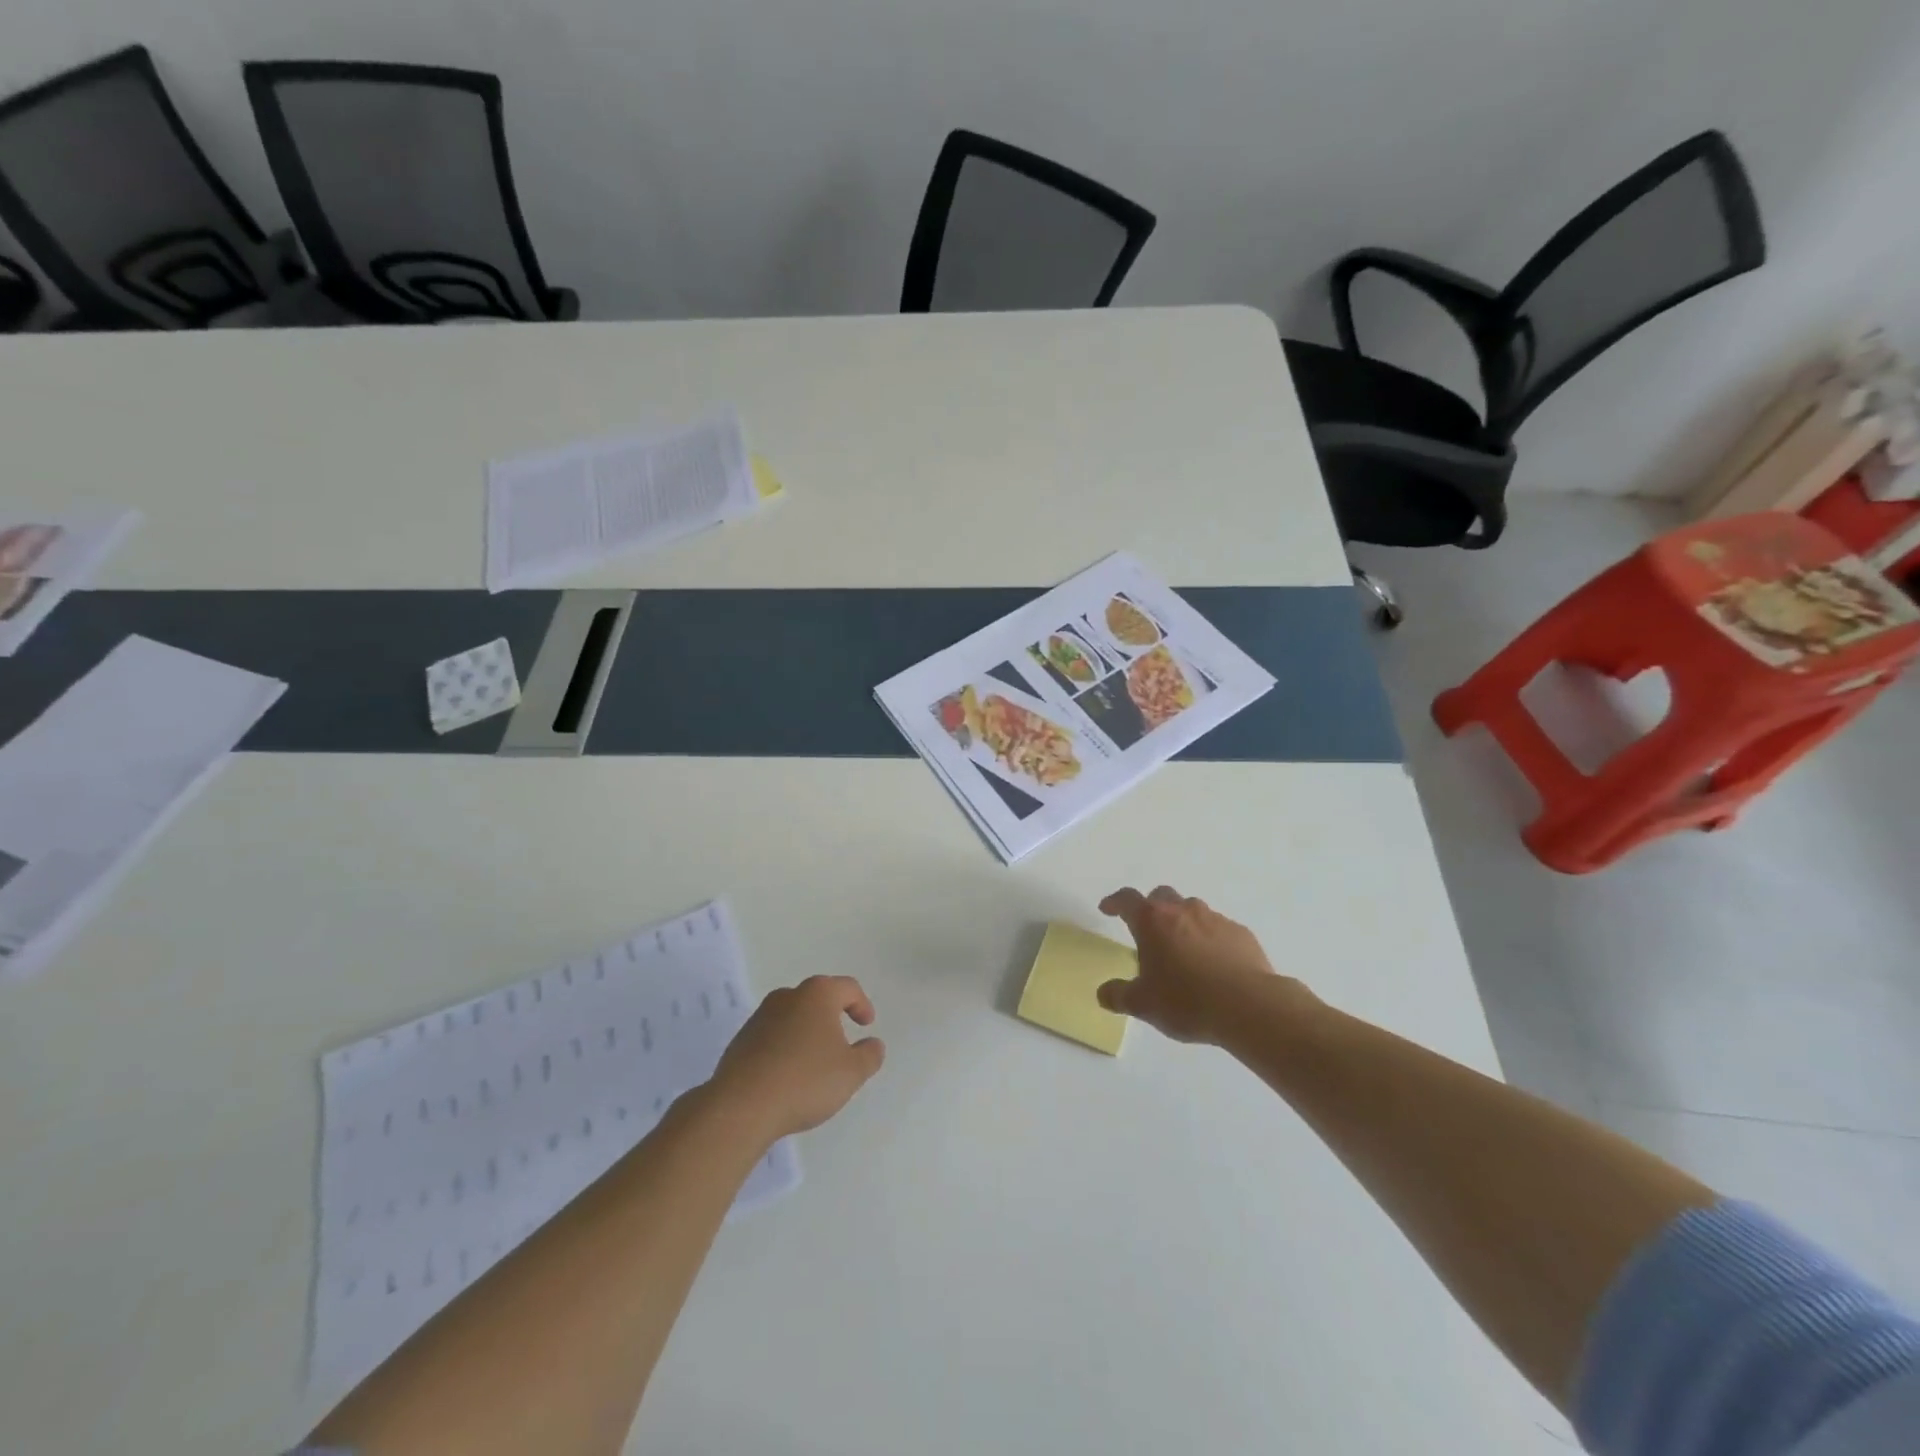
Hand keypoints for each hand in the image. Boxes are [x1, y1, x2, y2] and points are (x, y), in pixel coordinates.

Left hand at [710, 975, 884, 1140]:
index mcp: (817, 995)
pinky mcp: (741, 1040)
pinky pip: (773, 1036)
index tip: (866, 1025)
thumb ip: (869, 1055)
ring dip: (807, 1032)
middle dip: (832, 1016)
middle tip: (843, 1041)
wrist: (742, 1106)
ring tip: (814, 1062)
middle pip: (817, 998)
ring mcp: (760, 1017)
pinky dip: (785, 1047)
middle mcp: (788, 997)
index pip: (847, 988)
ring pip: (793, 1016)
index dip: (862, 1004)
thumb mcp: (851, 1073)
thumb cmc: (805, 1081)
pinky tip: (788, 1075)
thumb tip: (873, 1044)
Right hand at [1096, 886, 1317, 1044]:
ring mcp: (1215, 919)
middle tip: (1147, 930)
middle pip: (1161, 896)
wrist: (1249, 1006)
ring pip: (1192, 910)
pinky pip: (1219, 929)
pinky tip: (1214, 964)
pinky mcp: (1241, 933)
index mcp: (1152, 921)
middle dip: (1151, 907)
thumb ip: (1119, 996)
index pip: (1127, 900)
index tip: (1107, 909)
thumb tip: (1103, 993)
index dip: (1114, 902)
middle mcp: (1182, 911)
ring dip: (1183, 922)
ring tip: (1182, 949)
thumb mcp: (1143, 1005)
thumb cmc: (1187, 1001)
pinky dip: (1210, 939)